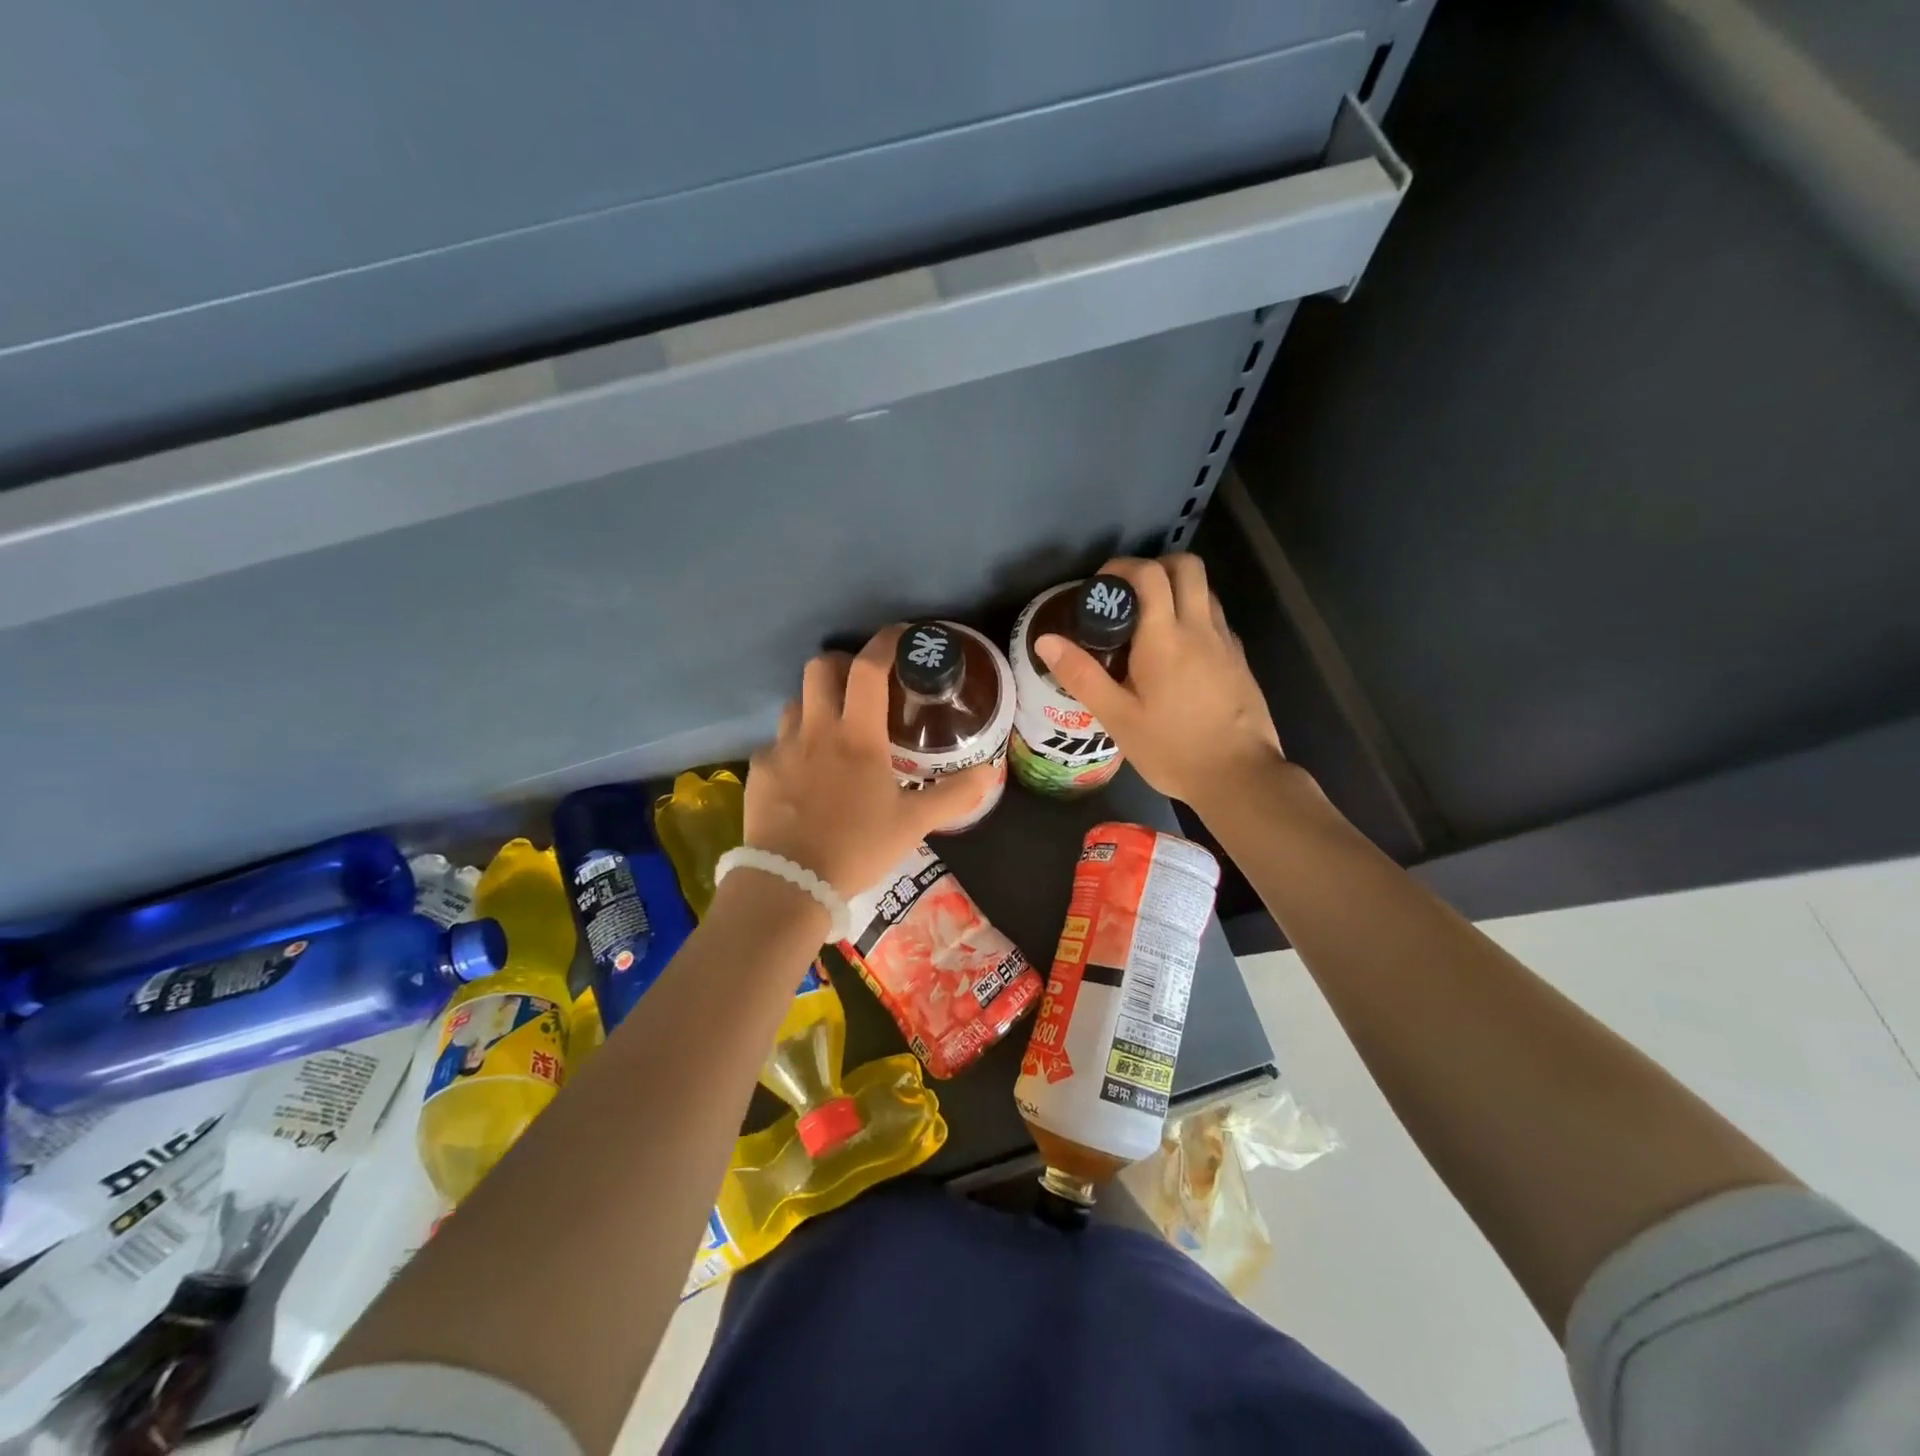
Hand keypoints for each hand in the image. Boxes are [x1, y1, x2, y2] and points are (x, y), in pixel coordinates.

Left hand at [744, 627, 993, 894]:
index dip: (885, 643)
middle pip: (819, 667)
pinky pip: (775, 744)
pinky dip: (792, 747)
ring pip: (794, 702)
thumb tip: (990, 771)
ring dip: (814, 703)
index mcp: (857, 735)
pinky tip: (802, 774)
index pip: (868, 669)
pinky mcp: (759, 771)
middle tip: (859, 683)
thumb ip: (953, 795)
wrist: (790, 883)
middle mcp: (816, 729)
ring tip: (831, 729)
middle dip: (841, 664)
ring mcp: (782, 748)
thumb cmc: (858, 846)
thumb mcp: (913, 823)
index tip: (900, 637)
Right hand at [1035, 554, 1284, 812]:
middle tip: (1128, 596)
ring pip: (1205, 590)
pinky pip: (1216, 619)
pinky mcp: (1240, 660)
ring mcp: (1226, 642)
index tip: (1101, 587)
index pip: (1149, 574)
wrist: (1239, 777)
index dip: (1122, 567)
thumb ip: (1081, 675)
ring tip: (1149, 624)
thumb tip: (1045, 640)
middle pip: (1186, 566)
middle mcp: (1200, 627)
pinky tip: (1178, 654)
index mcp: (1165, 637)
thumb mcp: (1117, 718)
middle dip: (1155, 566)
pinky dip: (1194, 617)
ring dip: (1177, 590)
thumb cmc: (1172, 749)